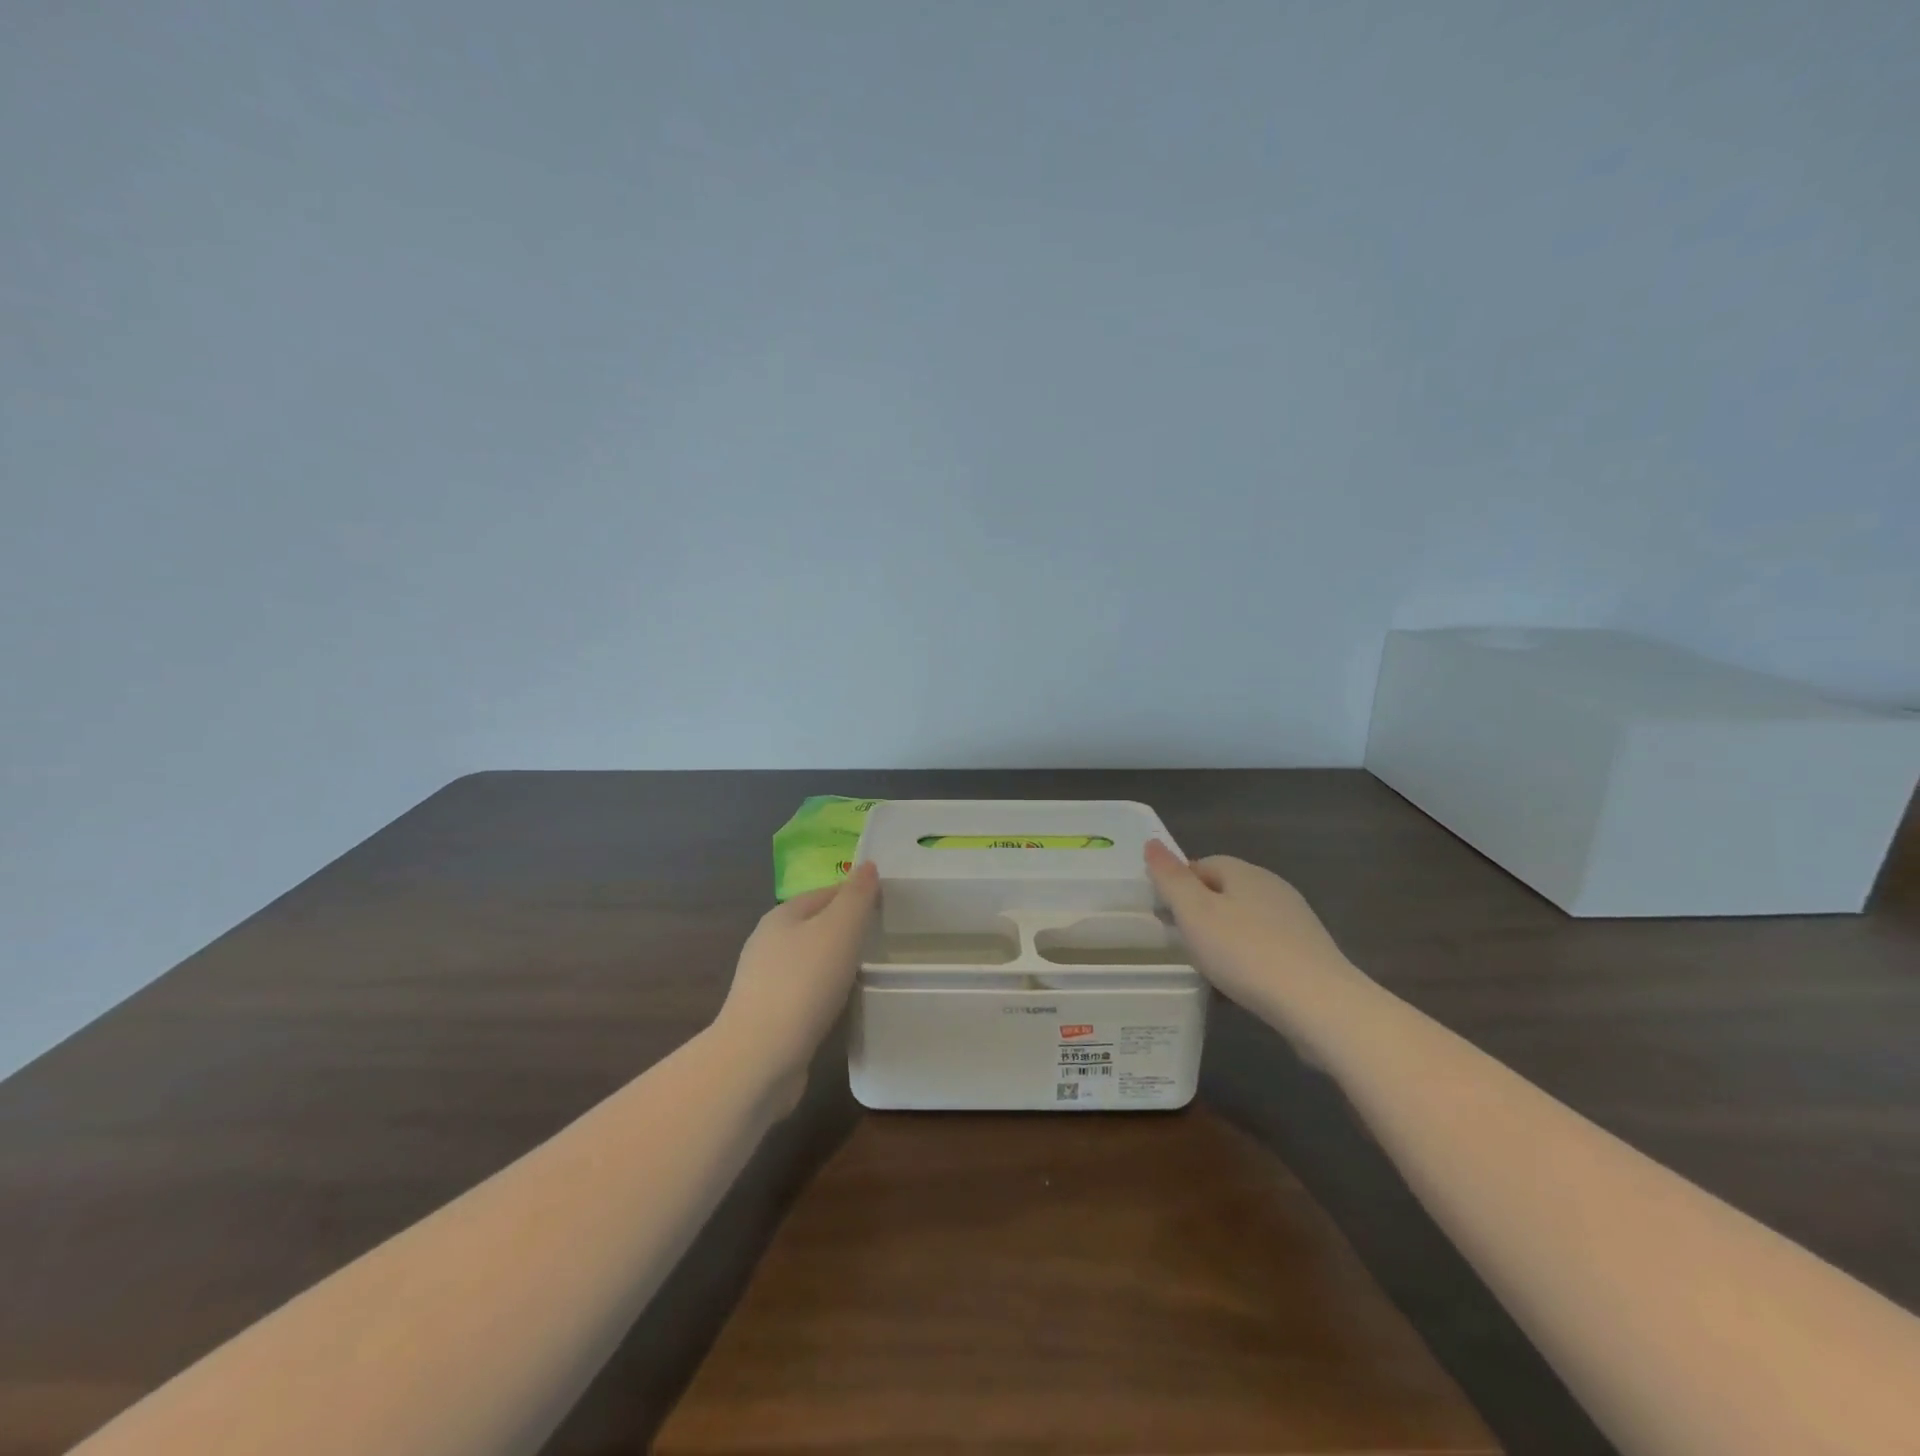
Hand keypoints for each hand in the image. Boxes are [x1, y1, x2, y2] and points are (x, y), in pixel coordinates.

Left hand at [715, 861, 878, 1091]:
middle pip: (815, 926)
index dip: (855, 896)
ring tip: (865, 972)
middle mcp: (767, 943)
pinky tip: (839, 1005)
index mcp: (781, 916)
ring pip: (808, 961)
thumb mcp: (840, 929)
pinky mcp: (766, 1016)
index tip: (885, 908)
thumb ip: (857, 896)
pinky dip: (822, 993)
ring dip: (834, 963)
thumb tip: (867, 865)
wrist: (759, 1058)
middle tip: (881, 940)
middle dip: (845, 930)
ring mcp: (763, 982)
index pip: (825, 893)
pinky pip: (803, 993)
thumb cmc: (804, 983)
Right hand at [1144, 840, 1361, 1018]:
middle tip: (1179, 942)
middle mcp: (1272, 888)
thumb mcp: (1195, 913)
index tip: (1162, 914)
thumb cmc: (1246, 953)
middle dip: (1199, 912)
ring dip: (1223, 937)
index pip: (1202, 864)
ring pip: (1244, 920)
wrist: (1320, 1005)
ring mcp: (1295, 920)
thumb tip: (1152, 843)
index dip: (1178, 885)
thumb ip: (1171, 878)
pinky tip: (1239, 984)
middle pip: (1224, 891)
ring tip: (1206, 967)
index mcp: (1245, 872)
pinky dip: (1247, 959)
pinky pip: (1264, 946)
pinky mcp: (1308, 953)